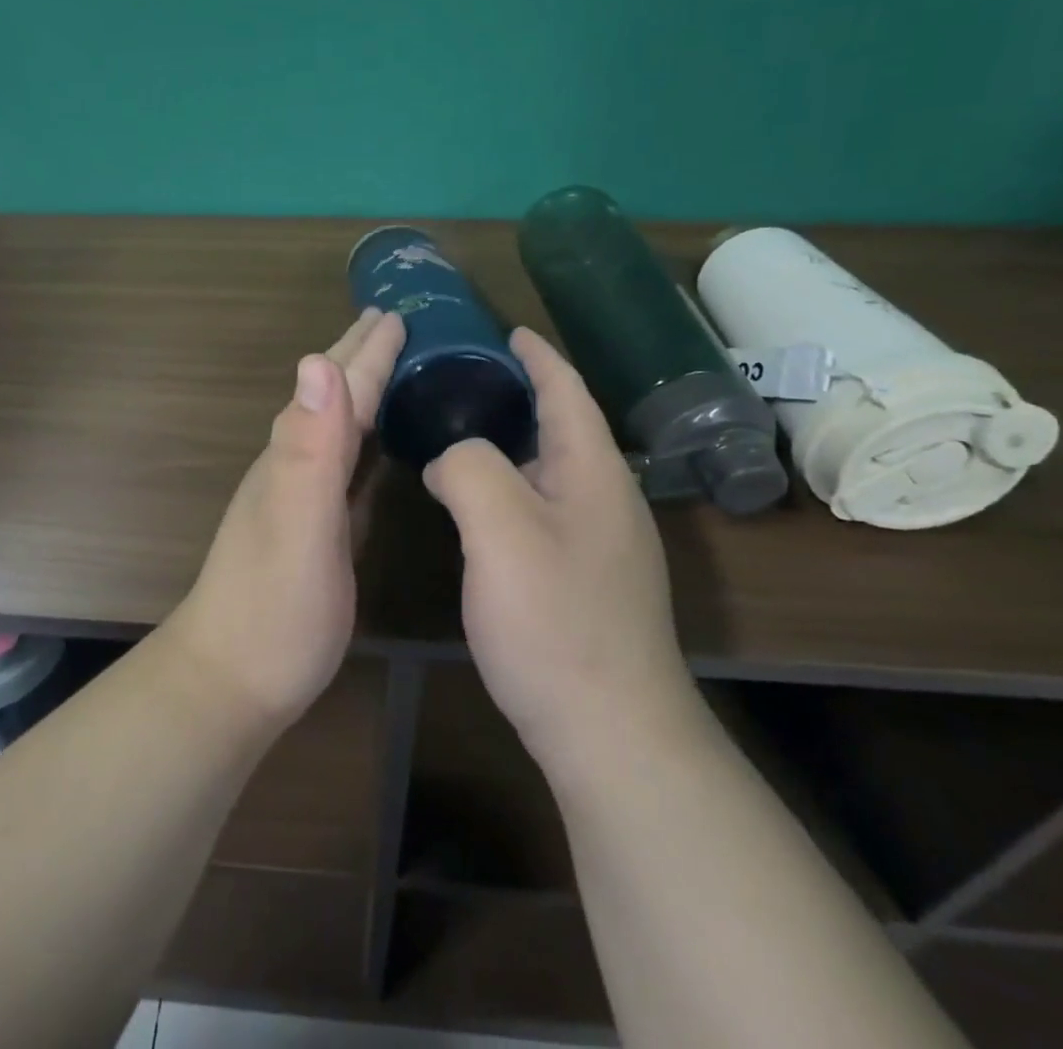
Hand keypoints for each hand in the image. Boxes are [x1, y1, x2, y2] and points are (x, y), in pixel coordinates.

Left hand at [165, 308, 405, 729]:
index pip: (341, 389)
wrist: (232, 680)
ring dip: (362, 391)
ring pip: (339, 427)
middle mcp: (296, 465)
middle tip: (394, 321)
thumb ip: (309, 447)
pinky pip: (346, 466)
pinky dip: (364, 440)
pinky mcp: (315, 529)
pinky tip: (376, 445)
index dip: (370, 351)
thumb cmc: (274, 609)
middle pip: (333, 397)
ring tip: (388, 365)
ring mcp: (302, 498)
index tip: (397, 312)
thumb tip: (316, 360)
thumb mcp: (298, 526)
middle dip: (361, 356)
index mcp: (298, 455)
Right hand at [422, 327, 690, 774]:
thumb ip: (468, 466)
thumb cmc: (555, 620)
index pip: (566, 390)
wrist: (611, 734)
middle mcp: (605, 498)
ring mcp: (601, 543)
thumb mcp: (500, 527)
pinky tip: (476, 504)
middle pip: (560, 426)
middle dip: (518, 393)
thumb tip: (451, 458)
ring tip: (458, 432)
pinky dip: (508, 487)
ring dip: (510, 443)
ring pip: (549, 470)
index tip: (505, 329)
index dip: (536, 354)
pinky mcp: (586, 579)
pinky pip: (542, 508)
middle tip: (460, 378)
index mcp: (592, 471)